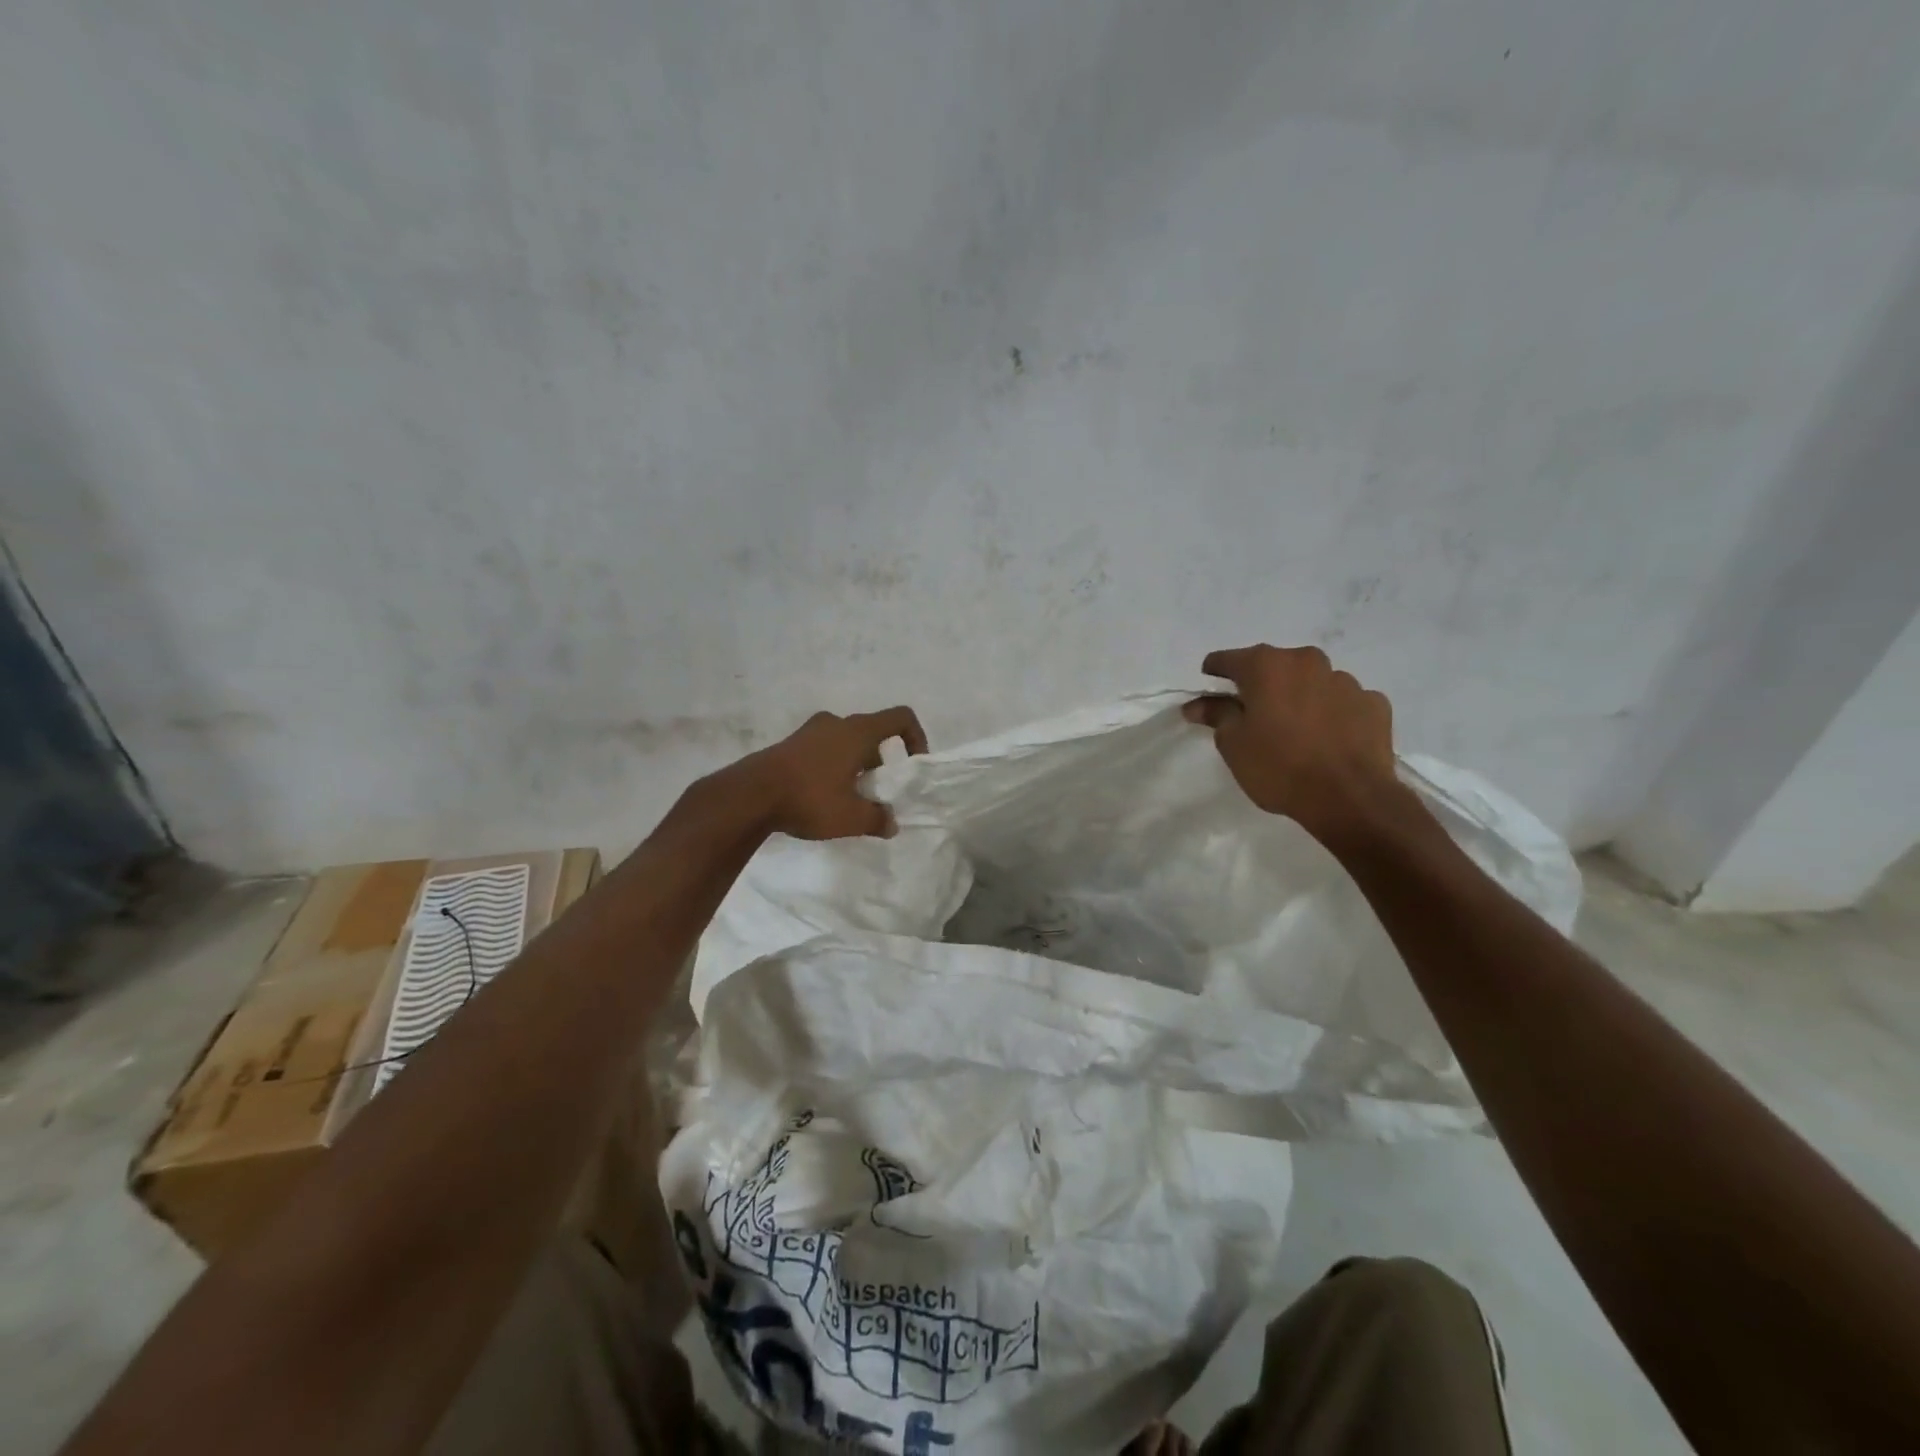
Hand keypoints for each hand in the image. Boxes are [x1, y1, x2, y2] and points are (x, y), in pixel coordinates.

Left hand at [738, 707, 928, 839]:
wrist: (749, 796)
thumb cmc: (809, 798)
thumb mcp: (851, 817)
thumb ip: (878, 819)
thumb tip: (891, 823)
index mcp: (858, 732)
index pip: (900, 718)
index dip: (916, 737)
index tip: (913, 766)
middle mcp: (836, 723)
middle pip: (872, 732)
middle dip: (882, 760)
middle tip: (879, 791)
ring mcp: (809, 731)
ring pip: (846, 741)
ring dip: (856, 764)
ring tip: (850, 796)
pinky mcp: (790, 744)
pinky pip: (823, 749)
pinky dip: (833, 766)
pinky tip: (823, 796)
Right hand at [1184, 645, 1405, 846]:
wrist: (1349, 797)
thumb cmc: (1278, 766)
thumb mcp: (1233, 744)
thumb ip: (1216, 715)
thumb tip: (1197, 704)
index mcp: (1267, 666)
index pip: (1228, 660)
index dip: (1215, 672)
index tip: (1209, 686)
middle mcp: (1307, 662)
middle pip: (1274, 666)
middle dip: (1260, 684)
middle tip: (1253, 714)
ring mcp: (1345, 681)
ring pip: (1311, 683)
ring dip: (1299, 698)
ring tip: (1295, 731)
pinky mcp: (1373, 704)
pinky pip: (1342, 702)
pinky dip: (1331, 713)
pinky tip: (1328, 738)